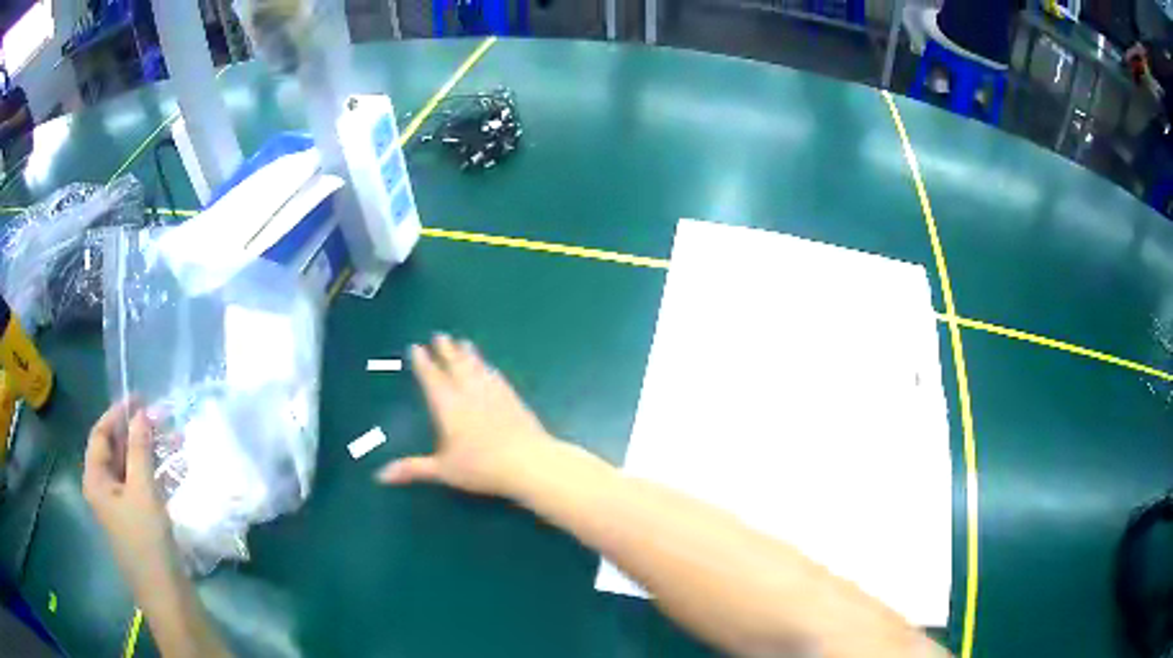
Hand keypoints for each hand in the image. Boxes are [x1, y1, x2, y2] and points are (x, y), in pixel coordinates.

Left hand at [83, 401, 175, 586]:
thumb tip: (141, 412)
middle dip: (137, 432)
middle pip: (115, 450)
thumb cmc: (147, 541)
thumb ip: (140, 448)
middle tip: (161, 418)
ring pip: (131, 468)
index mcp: (95, 480)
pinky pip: (141, 486)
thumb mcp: (143, 490)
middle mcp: (103, 489)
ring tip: (174, 439)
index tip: (140, 397)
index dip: (118, 413)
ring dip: (149, 452)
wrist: (167, 596)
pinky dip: (154, 473)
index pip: (100, 434)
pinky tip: (174, 469)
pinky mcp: (137, 521)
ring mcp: (120, 507)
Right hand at [377, 334, 553, 496]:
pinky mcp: (512, 398)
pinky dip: (489, 368)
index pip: (432, 378)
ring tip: (463, 343)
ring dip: (468, 354)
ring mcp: (493, 393)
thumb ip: (412, 469)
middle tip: (440, 335)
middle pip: (456, 366)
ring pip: (477, 367)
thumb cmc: (481, 467)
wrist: (529, 462)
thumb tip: (380, 476)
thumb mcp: (443, 471)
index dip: (423, 363)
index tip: (416, 347)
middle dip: (446, 351)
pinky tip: (490, 367)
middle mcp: (469, 392)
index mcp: (448, 406)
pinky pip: (496, 376)